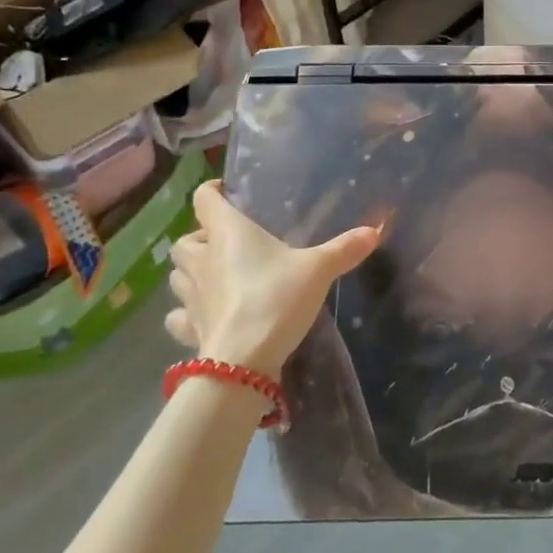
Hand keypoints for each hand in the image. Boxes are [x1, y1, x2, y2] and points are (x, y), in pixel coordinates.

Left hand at [165, 181, 379, 378]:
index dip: (212, 191)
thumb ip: (344, 248)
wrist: (244, 361)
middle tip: (225, 243)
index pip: (205, 199)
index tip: (226, 192)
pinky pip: (178, 316)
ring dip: (191, 272)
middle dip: (200, 238)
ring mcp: (191, 297)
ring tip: (215, 276)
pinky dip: (186, 313)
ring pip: (177, 275)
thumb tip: (375, 229)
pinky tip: (204, 315)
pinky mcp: (190, 330)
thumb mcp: (318, 269)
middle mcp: (202, 259)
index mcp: (228, 233)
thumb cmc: (276, 298)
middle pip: (185, 240)